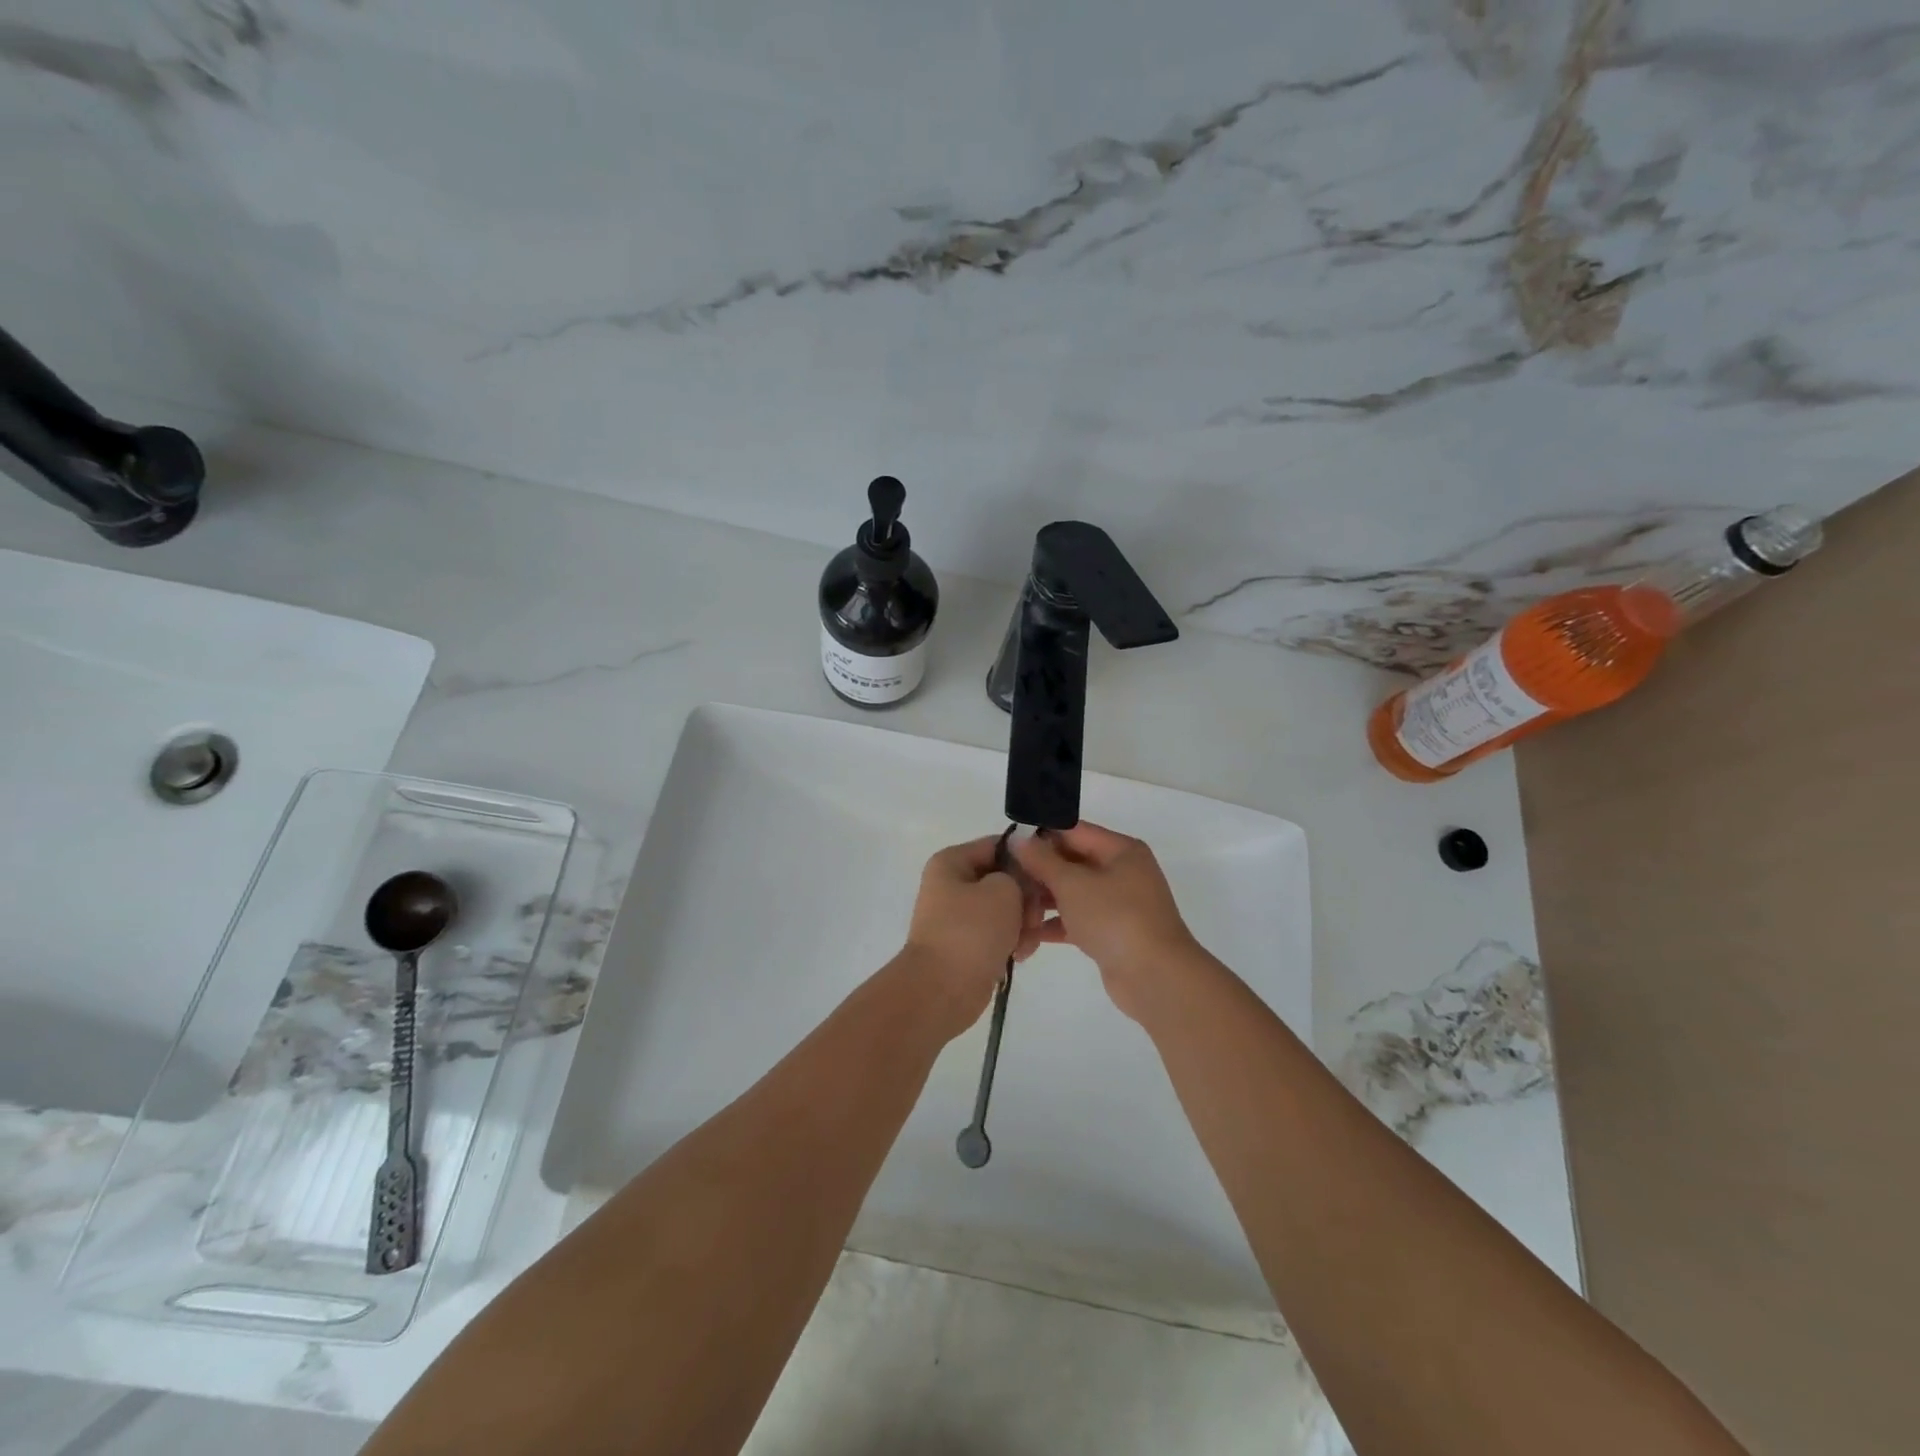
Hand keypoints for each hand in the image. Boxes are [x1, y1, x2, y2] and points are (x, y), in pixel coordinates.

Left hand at [903, 836, 1047, 1031]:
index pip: (998, 846)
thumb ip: (1018, 875)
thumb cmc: (971, 931)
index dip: (1026, 858)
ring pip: (1005, 908)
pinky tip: (1019, 955)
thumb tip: (1018, 884)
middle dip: (1026, 899)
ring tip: (1026, 943)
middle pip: (1004, 879)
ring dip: (1023, 923)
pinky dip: (1013, 941)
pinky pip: (999, 933)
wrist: (941, 990)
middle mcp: (952, 884)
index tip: (1049, 877)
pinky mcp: (968, 943)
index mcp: (952, 862)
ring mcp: (959, 916)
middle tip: (1034, 918)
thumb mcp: (1004, 890)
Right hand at [1014, 822, 1199, 1022]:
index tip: (1006, 846)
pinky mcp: (1111, 933)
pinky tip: (1028, 935)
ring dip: (1043, 901)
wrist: (1155, 978)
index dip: (1039, 836)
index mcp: (1120, 850)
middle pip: (1071, 863)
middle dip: (1038, 873)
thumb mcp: (1073, 884)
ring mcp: (1118, 904)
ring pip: (1072, 893)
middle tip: (1004, 883)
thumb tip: (1019, 838)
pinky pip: (1077, 920)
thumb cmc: (1115, 918)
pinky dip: (1056, 925)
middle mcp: (1122, 872)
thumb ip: (1042, 860)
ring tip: (1013, 912)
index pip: (1073, 832)